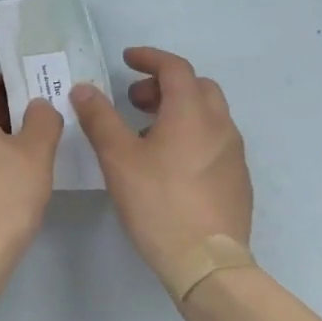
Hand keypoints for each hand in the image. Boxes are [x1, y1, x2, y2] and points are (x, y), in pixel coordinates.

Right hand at [71, 47, 253, 282]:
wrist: (207, 262)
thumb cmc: (158, 203)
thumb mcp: (118, 158)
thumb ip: (100, 118)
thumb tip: (84, 88)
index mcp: (192, 113)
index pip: (175, 67)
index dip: (149, 58)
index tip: (127, 60)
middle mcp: (220, 125)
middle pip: (197, 87)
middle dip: (164, 84)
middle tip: (134, 100)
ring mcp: (234, 153)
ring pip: (208, 114)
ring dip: (178, 110)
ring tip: (146, 134)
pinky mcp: (237, 179)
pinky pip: (214, 140)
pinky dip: (192, 134)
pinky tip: (170, 164)